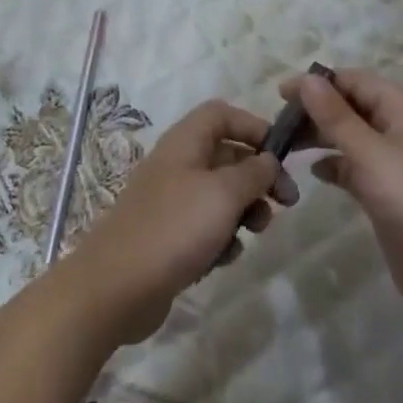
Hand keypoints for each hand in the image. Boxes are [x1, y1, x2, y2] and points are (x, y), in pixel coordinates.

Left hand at [65, 100, 299, 344]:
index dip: (254, 126)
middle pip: (227, 156)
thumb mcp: (224, 193)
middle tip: (286, 203)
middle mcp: (177, 164)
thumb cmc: (175, 228)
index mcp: (185, 142)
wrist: (117, 288)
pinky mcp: (169, 236)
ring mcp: (171, 202)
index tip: (282, 155)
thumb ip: (254, 172)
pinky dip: (220, 239)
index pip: (222, 114)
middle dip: (259, 177)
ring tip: (253, 232)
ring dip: (243, 212)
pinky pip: (206, 228)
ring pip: (221, 195)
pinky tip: (222, 259)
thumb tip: (268, 159)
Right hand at [286, 70, 402, 316]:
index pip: (357, 81)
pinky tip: (314, 172)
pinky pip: (357, 166)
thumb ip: (336, 116)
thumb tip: (308, 78)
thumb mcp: (370, 153)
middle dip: (317, 111)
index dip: (319, 83)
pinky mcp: (390, 192)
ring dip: (322, 137)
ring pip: (353, 137)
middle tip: (279, 123)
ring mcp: (398, 162)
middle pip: (354, 107)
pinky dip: (335, 165)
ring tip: (287, 145)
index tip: (280, 93)